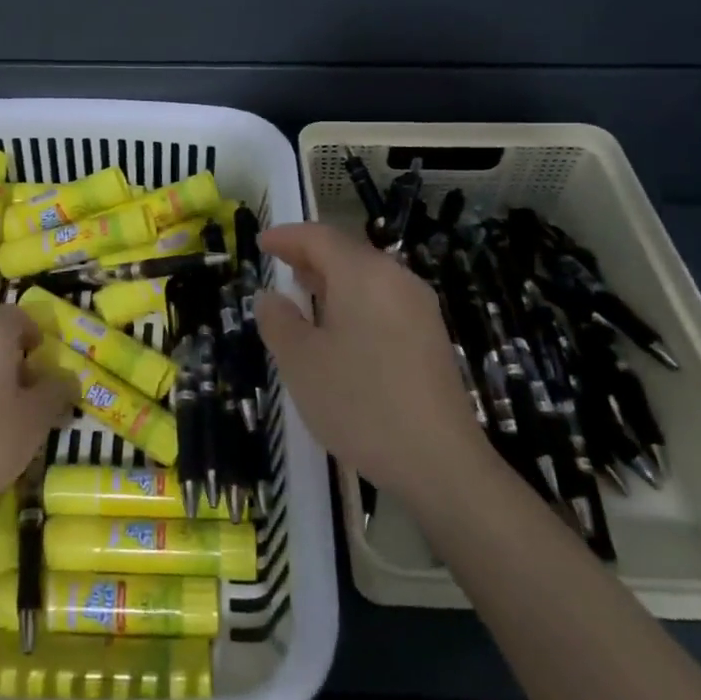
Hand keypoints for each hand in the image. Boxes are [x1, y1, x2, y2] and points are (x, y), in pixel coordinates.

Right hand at [255, 223, 488, 500]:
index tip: (261, 242)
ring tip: (303, 294)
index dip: (286, 236)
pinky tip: (339, 328)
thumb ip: (278, 321)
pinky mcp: (431, 337)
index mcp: (363, 274)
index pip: (319, 237)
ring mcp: (419, 308)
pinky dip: (354, 300)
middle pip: (347, 252)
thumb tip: (270, 297)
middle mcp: (396, 279)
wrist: (439, 462)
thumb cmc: (359, 403)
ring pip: (367, 277)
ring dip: (332, 279)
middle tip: (278, 265)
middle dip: (310, 255)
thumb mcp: (300, 362)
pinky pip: (384, 300)